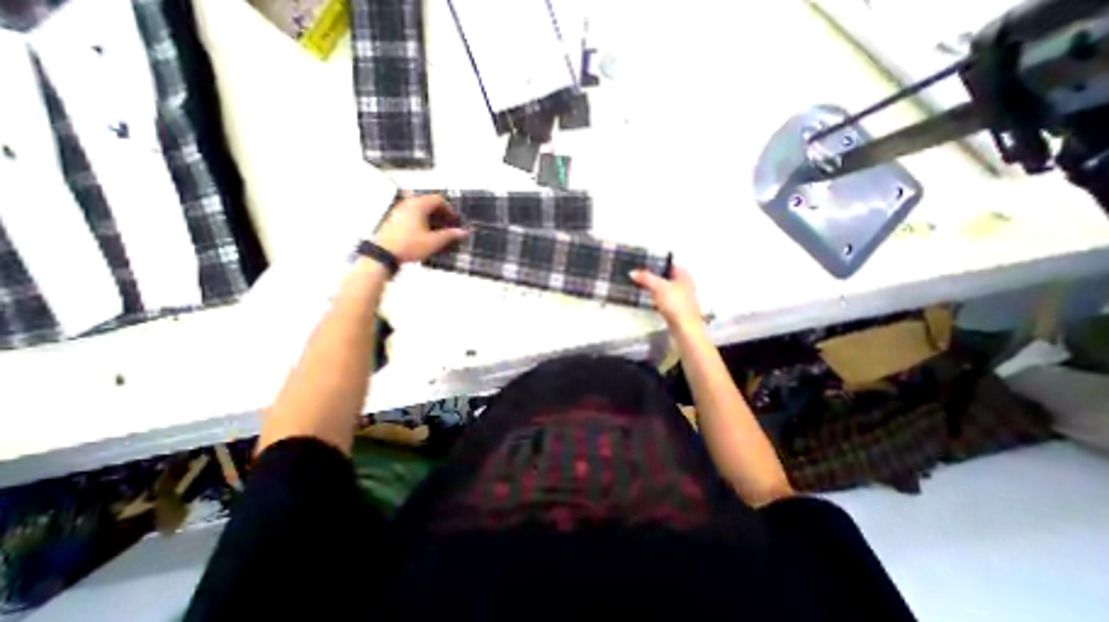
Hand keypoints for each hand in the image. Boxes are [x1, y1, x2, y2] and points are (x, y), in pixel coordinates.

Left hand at [375, 195, 464, 260]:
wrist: (384, 253)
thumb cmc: (408, 245)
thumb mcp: (434, 242)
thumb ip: (450, 235)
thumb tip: (462, 232)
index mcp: (419, 205)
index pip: (438, 199)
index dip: (450, 209)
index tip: (455, 220)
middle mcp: (408, 204)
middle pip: (429, 202)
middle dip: (441, 213)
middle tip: (449, 225)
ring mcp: (400, 210)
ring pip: (420, 208)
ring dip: (432, 217)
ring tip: (439, 230)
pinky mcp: (395, 218)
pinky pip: (412, 213)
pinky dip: (422, 219)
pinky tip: (426, 233)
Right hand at [632, 262, 700, 329]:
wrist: (684, 327)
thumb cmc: (677, 305)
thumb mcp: (658, 287)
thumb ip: (645, 278)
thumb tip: (634, 272)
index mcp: (684, 275)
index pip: (669, 264)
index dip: (656, 263)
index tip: (644, 264)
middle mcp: (685, 285)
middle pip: (666, 276)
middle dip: (654, 276)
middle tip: (641, 274)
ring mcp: (681, 298)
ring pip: (665, 288)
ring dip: (654, 287)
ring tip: (642, 285)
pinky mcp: (676, 309)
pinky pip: (664, 299)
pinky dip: (656, 298)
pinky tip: (649, 299)